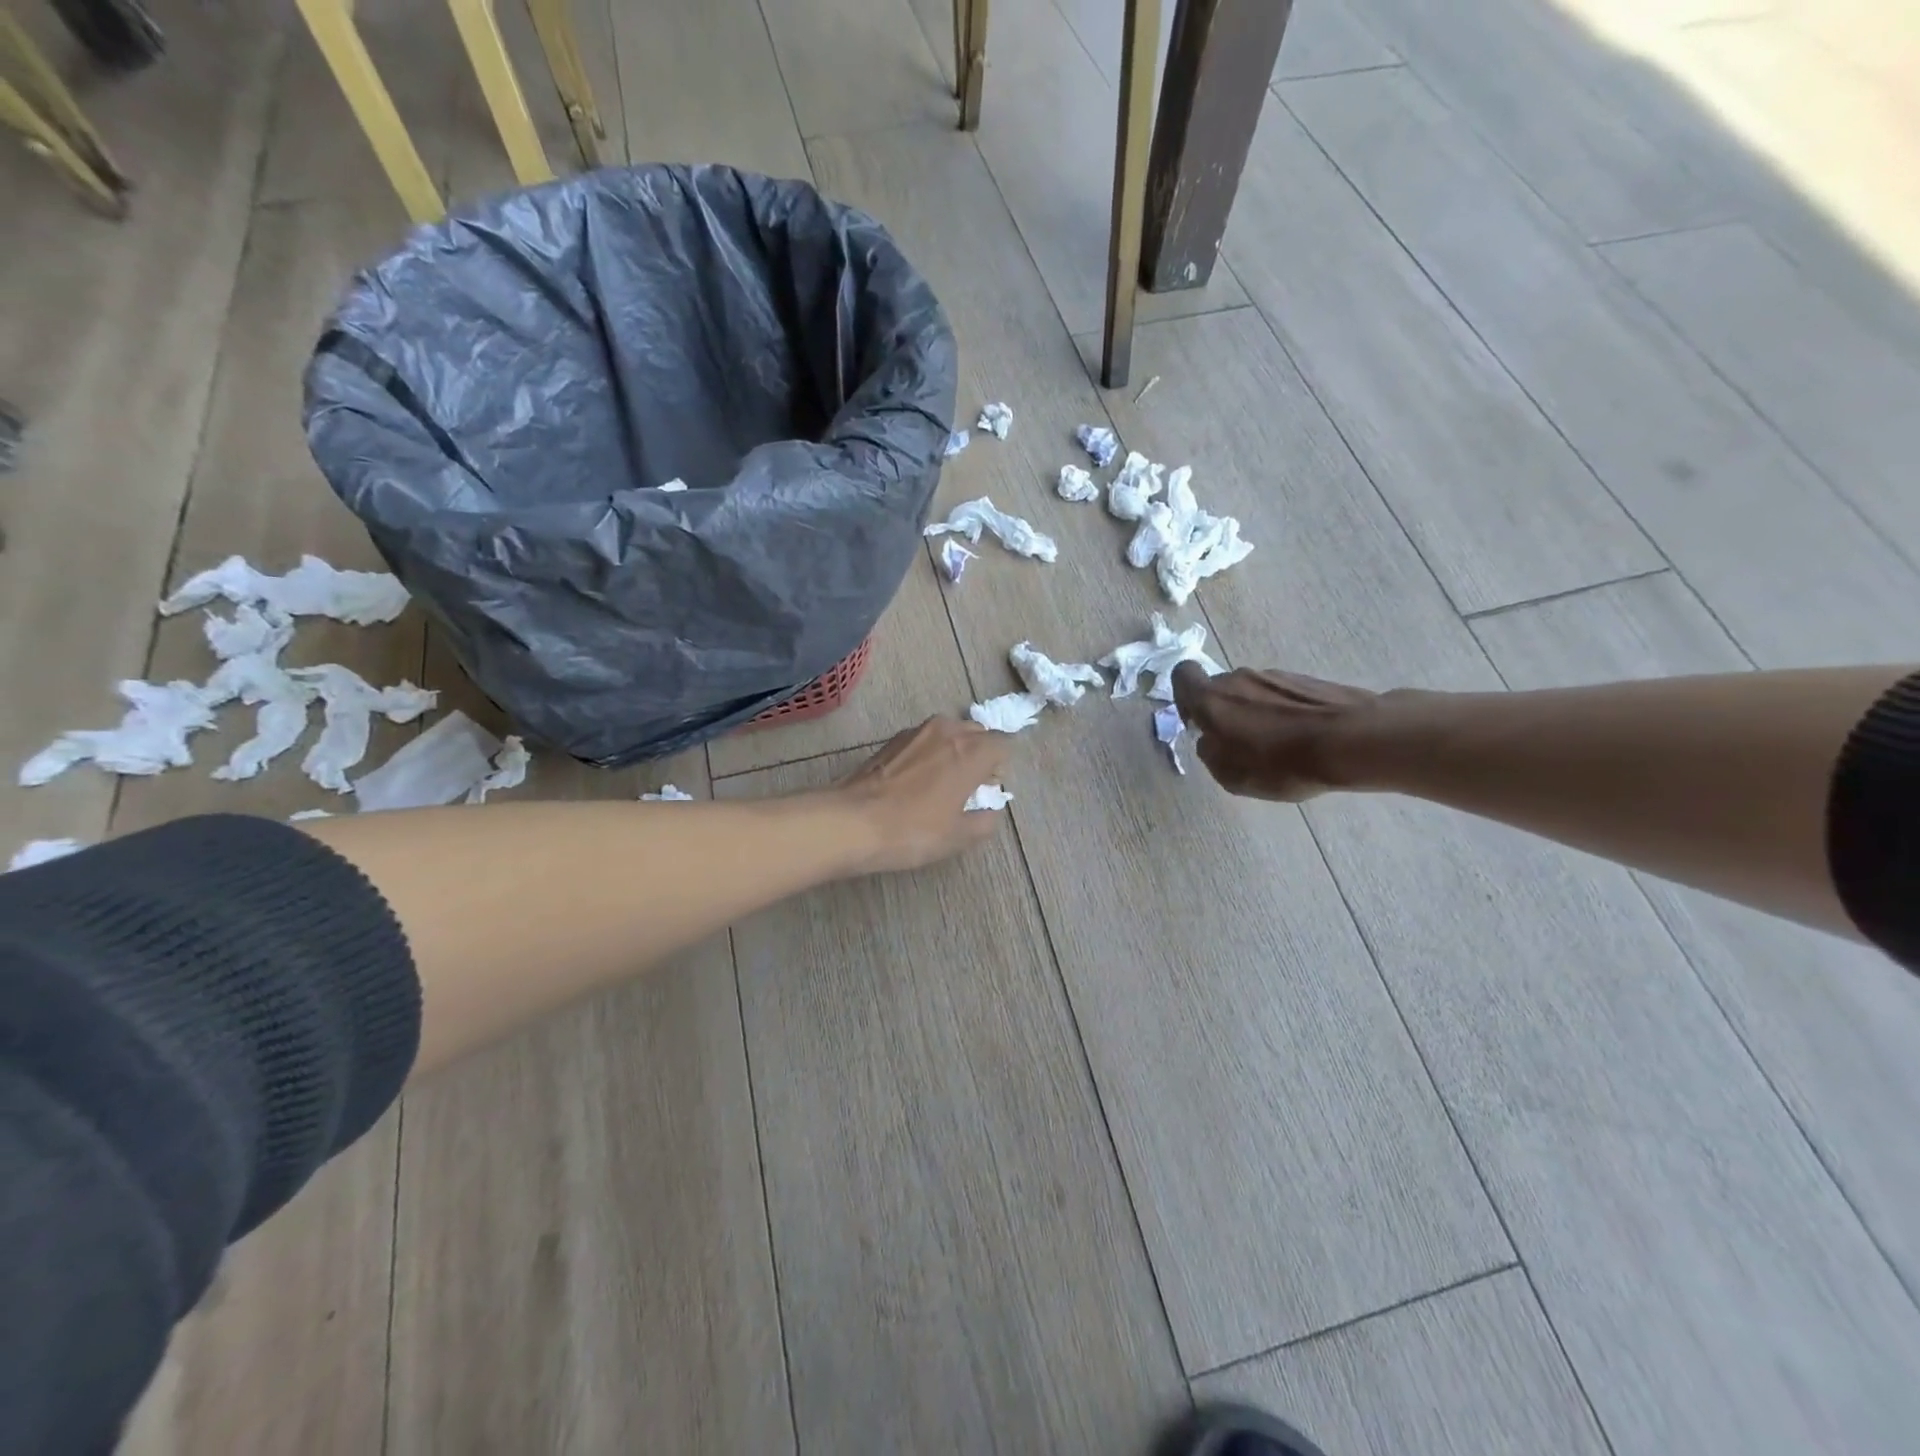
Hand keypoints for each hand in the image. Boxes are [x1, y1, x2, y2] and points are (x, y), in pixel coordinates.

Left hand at [833, 717, 1010, 872]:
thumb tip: (989, 813)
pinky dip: (930, 753)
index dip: (1001, 767)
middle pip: (977, 733)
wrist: (851, 822)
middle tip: (970, 788)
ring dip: (954, 751)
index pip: (1003, 744)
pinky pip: (924, 740)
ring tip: (943, 784)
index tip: (989, 790)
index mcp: (971, 751)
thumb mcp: (958, 836)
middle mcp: (947, 730)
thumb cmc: (913, 830)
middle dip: (980, 755)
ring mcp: (916, 731)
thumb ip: (984, 822)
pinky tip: (917, 782)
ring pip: (949, 732)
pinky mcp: (892, 740)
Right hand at [1172, 662, 1378, 801]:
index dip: (1184, 697)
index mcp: (1212, 699)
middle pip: (1219, 688)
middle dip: (1223, 712)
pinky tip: (1300, 738)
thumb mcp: (1233, 776)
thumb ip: (1211, 754)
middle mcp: (1238, 678)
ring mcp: (1274, 676)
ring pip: (1251, 692)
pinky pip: (1280, 695)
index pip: (1182, 676)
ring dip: (1255, 712)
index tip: (1197, 722)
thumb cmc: (1282, 763)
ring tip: (1276, 745)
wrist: (1352, 741)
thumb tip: (1210, 741)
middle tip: (1239, 743)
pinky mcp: (1306, 680)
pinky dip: (1282, 712)